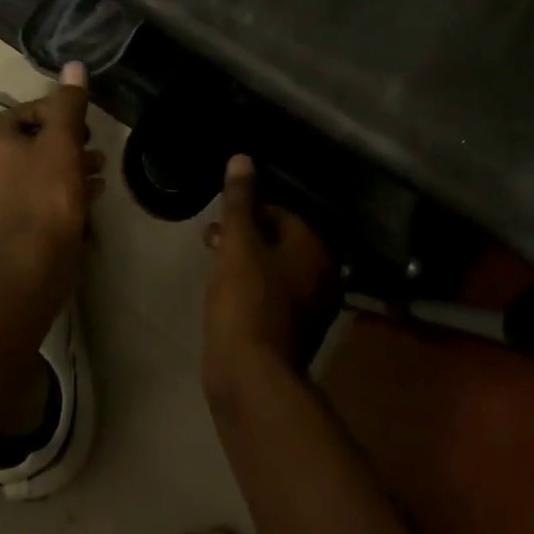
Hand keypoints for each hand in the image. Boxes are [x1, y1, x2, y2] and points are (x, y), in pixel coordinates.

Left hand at [0, 62, 103, 269]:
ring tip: (100, 169)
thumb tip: (74, 65)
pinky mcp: (16, 221)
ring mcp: (1, 197)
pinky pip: (42, 194)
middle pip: (34, 139)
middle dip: (68, 139)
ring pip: (40, 168)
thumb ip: (69, 103)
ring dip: (71, 164)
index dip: (56, 110)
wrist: (34, 262)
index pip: (25, 110)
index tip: (82, 121)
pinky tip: (92, 193)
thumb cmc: (47, 193)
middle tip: (93, 144)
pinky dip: (65, 188)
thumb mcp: (63, 140)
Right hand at [201, 155, 336, 391]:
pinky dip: (250, 285)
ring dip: (245, 259)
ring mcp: (309, 307)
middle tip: (212, 239)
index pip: (282, 212)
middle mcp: (321, 275)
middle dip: (245, 234)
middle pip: (279, 240)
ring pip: (273, 267)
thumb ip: (240, 201)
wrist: (249, 375)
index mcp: (315, 249)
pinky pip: (270, 293)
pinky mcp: (291, 331)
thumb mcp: (238, 242)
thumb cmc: (245, 299)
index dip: (248, 210)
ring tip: (213, 262)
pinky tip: (225, 291)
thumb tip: (242, 158)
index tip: (220, 219)